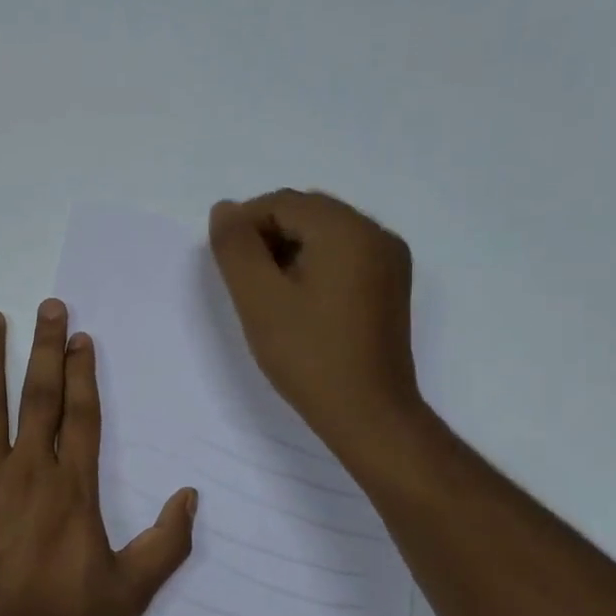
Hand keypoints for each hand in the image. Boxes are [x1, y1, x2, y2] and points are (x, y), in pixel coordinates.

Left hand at [0, 300, 197, 615]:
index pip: (81, 415)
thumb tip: (190, 496)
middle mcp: (28, 469)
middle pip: (39, 395)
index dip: (82, 372)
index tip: (80, 336)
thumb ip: (166, 544)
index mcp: (72, 488)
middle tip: (47, 306)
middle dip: (45, 347)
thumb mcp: (129, 593)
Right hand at [209, 189, 423, 459]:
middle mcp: (376, 234)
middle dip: (267, 235)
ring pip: (326, 233)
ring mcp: (389, 260)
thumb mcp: (258, 298)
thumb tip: (225, 209)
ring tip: (268, 292)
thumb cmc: (308, 354)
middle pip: (307, 213)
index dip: (245, 224)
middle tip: (243, 279)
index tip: (225, 264)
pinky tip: (298, 300)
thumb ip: (236, 247)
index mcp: (347, 229)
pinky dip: (314, 264)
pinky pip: (345, 255)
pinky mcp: (390, 286)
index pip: (282, 203)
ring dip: (289, 250)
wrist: (368, 413)